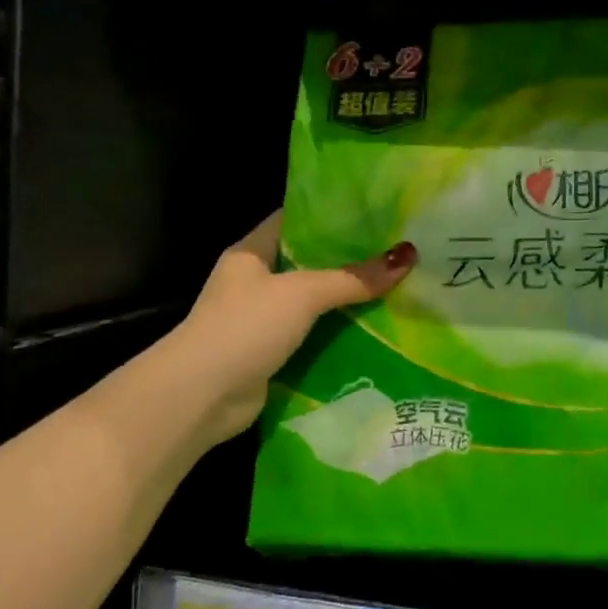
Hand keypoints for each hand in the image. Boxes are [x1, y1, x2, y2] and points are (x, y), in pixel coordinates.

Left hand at [155, 211, 416, 449]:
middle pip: (310, 261)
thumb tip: (408, 257)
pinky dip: (339, 333)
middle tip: (398, 248)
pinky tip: (378, 327)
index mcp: (252, 252)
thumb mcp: (302, 293)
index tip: (375, 210)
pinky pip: (313, 334)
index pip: (295, 218)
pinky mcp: (271, 352)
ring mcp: (262, 319)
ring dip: (348, 299)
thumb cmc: (244, 327)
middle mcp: (255, 281)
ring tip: (398, 285)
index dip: (332, 212)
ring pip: (314, 301)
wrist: (199, 397)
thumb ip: (353, 277)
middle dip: (350, 259)